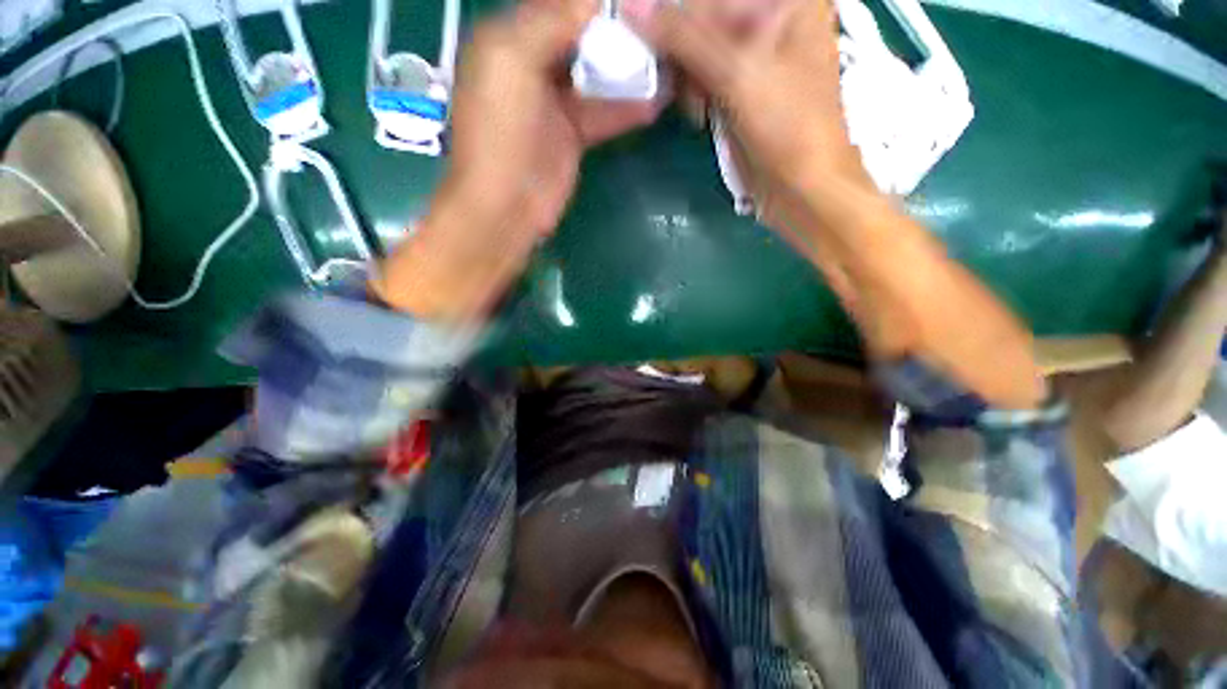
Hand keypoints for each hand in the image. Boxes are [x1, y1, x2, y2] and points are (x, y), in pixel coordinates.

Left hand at [373, 0, 663, 320]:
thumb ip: (549, 23)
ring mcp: (554, 104)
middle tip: (655, 25)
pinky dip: (628, 106)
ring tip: (666, 54)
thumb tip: (595, 2)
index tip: (633, 2)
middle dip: (615, 29)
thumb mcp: (512, 62)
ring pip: (595, 74)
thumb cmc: (501, 133)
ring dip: (627, 67)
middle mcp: (531, 66)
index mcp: (507, 40)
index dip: (591, 4)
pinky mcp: (572, 136)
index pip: (556, 6)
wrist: (507, 207)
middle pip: (579, 37)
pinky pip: (603, 112)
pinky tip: (657, 99)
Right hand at [626, 0, 866, 201]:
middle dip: (683, 47)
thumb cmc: (787, 125)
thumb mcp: (737, 73)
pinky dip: (694, 93)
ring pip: (700, 47)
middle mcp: (771, 19)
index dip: (680, 13)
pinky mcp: (740, 89)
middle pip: (706, 16)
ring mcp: (755, 56)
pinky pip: (704, 76)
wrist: (800, 187)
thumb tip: (631, 7)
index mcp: (787, 1)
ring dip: (686, 74)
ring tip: (694, 104)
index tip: (653, 35)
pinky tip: (698, 114)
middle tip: (676, 77)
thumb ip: (684, 37)